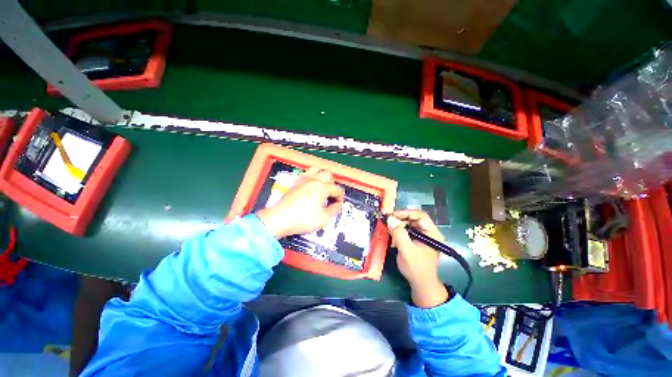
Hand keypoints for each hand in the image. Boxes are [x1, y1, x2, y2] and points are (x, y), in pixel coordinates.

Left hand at [257, 167, 344, 238]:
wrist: (279, 219)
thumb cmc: (302, 219)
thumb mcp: (323, 218)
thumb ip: (334, 209)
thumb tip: (337, 205)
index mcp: (322, 188)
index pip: (336, 189)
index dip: (340, 197)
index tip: (338, 204)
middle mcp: (313, 180)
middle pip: (328, 175)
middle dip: (333, 184)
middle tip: (331, 195)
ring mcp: (303, 180)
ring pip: (317, 170)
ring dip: (322, 176)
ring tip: (322, 187)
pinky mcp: (296, 183)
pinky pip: (306, 173)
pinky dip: (312, 177)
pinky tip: (311, 186)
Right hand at [388, 210, 448, 307]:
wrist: (421, 285)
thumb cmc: (416, 268)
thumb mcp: (406, 251)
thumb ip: (399, 234)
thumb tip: (390, 219)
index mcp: (432, 233)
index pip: (420, 216)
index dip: (405, 213)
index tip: (392, 215)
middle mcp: (429, 232)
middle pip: (414, 219)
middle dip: (400, 218)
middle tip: (387, 220)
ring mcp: (423, 237)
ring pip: (409, 224)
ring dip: (398, 225)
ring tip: (388, 227)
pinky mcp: (417, 241)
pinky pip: (407, 231)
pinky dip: (399, 231)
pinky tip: (391, 235)